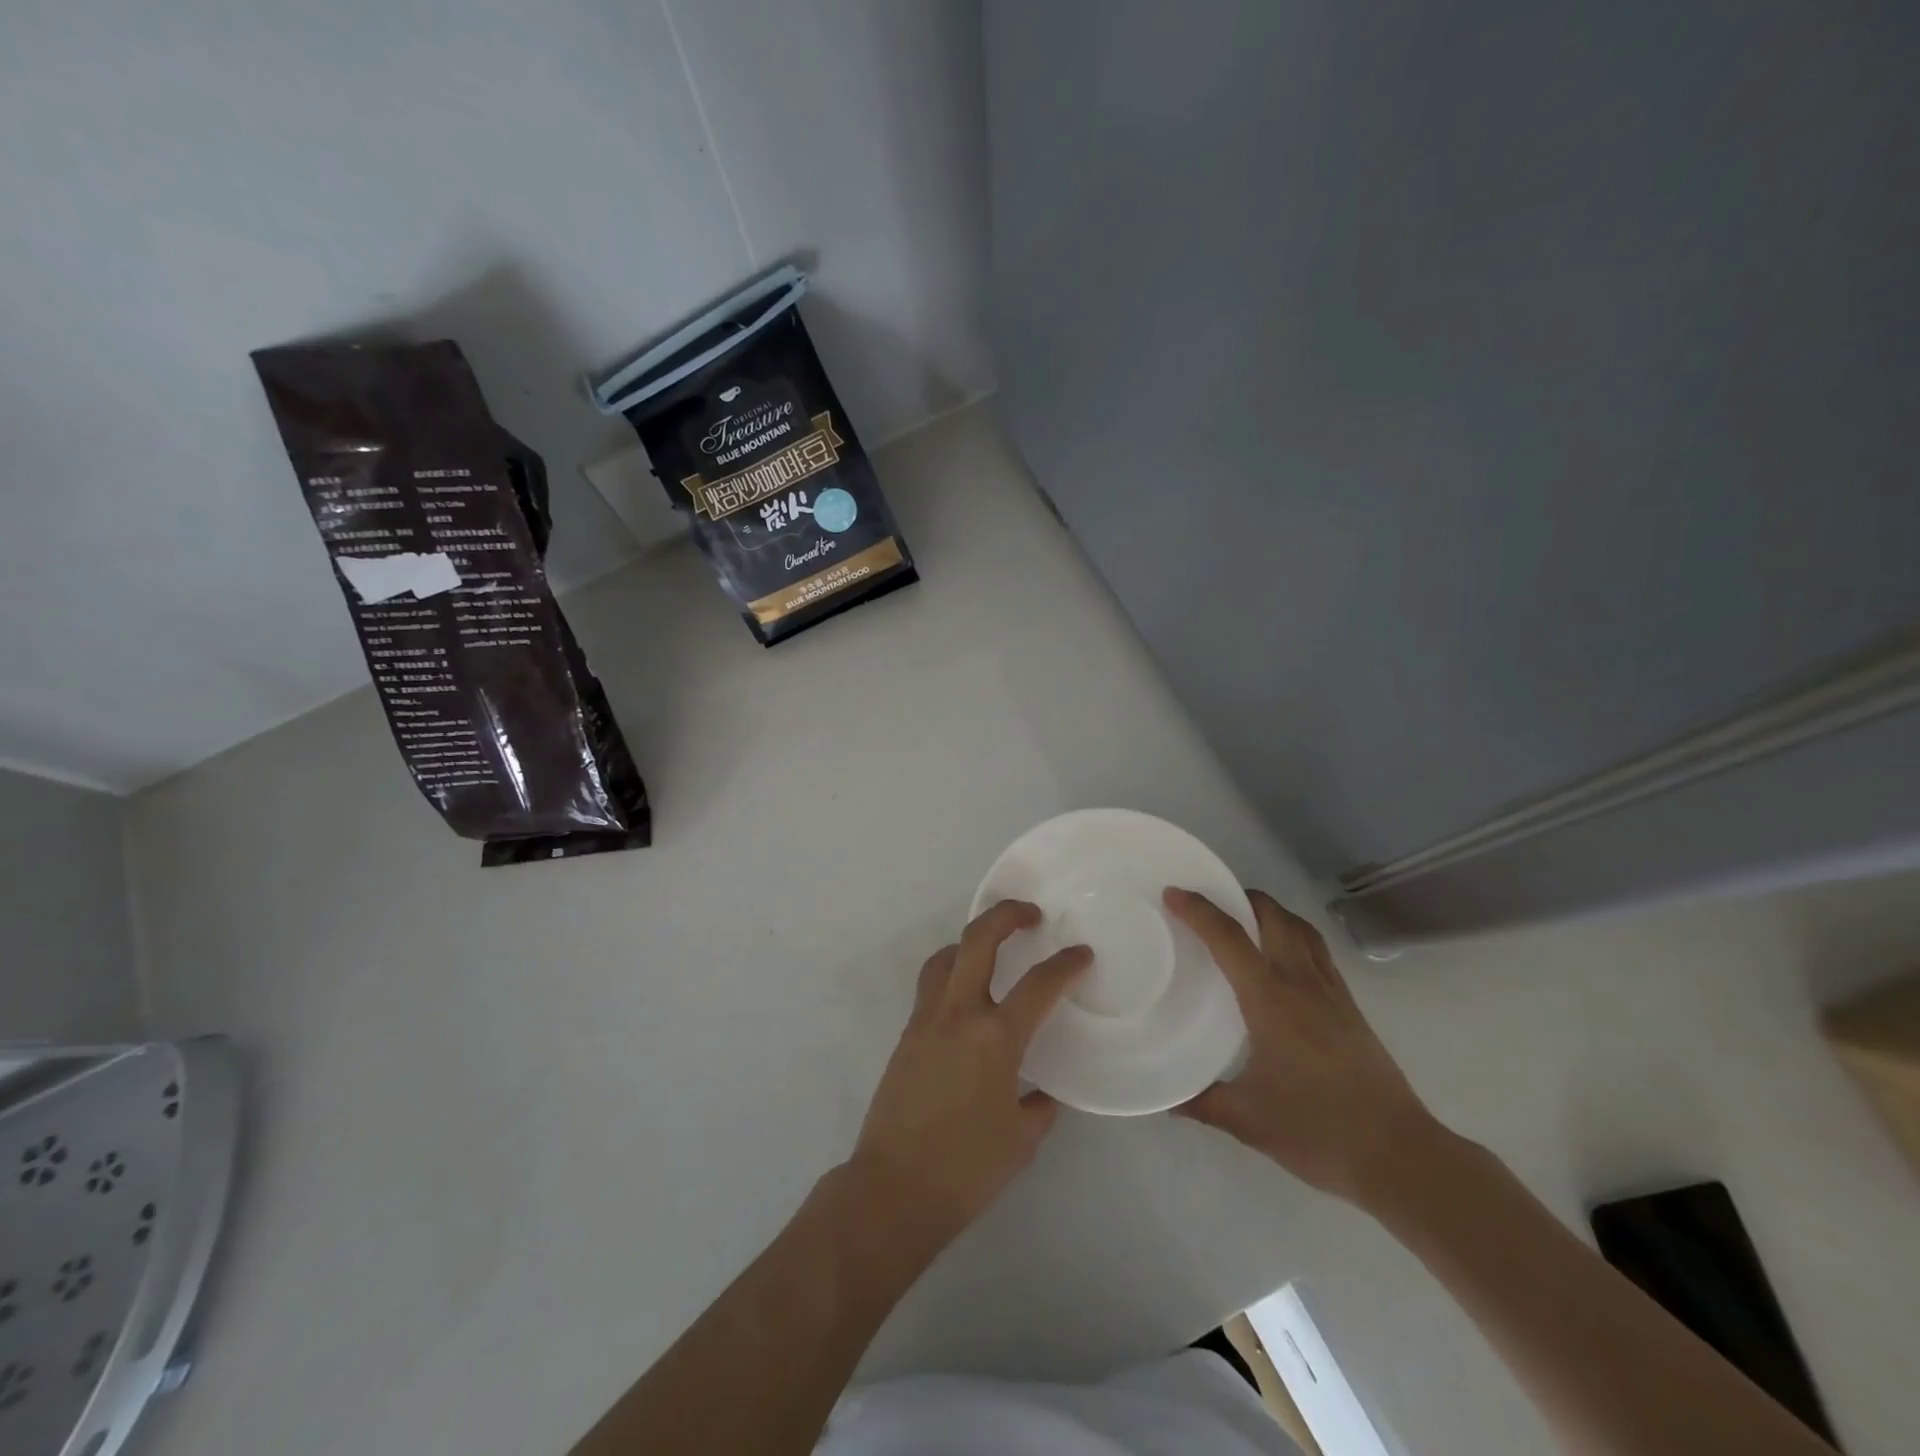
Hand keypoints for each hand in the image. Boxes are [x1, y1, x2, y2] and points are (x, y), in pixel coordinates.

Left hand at [849, 900, 1090, 1245]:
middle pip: (978, 940)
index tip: (1081, 955)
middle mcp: (959, 1015)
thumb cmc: (966, 1169)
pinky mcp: (906, 1035)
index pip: (1039, 985)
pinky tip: (966, 1000)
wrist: (894, 1189)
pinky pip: (930, 987)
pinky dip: (950, 975)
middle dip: (1006, 915)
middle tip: (1029, 914)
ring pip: (945, 957)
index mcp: (996, 1038)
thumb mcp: (1021, 1141)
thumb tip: (1043, 1092)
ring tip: (991, 951)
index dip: (1066, 964)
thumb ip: (1039, 1106)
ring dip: (971, 942)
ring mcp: (926, 1021)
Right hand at [1165, 886, 1438, 1206]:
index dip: (1198, 911)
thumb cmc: (1318, 1131)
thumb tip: (1165, 1098)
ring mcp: (1332, 992)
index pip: (1229, 938)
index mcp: (1270, 1000)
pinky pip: (1318, 951)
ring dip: (1271, 912)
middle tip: (1210, 902)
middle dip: (1240, 897)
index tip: (1172, 893)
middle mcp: (1302, 983)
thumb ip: (1202, 1102)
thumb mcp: (1248, 1121)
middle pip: (1273, 916)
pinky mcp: (1351, 1007)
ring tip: (1246, 919)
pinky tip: (1283, 960)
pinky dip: (1294, 935)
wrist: (1400, 1156)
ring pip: (1301, 929)